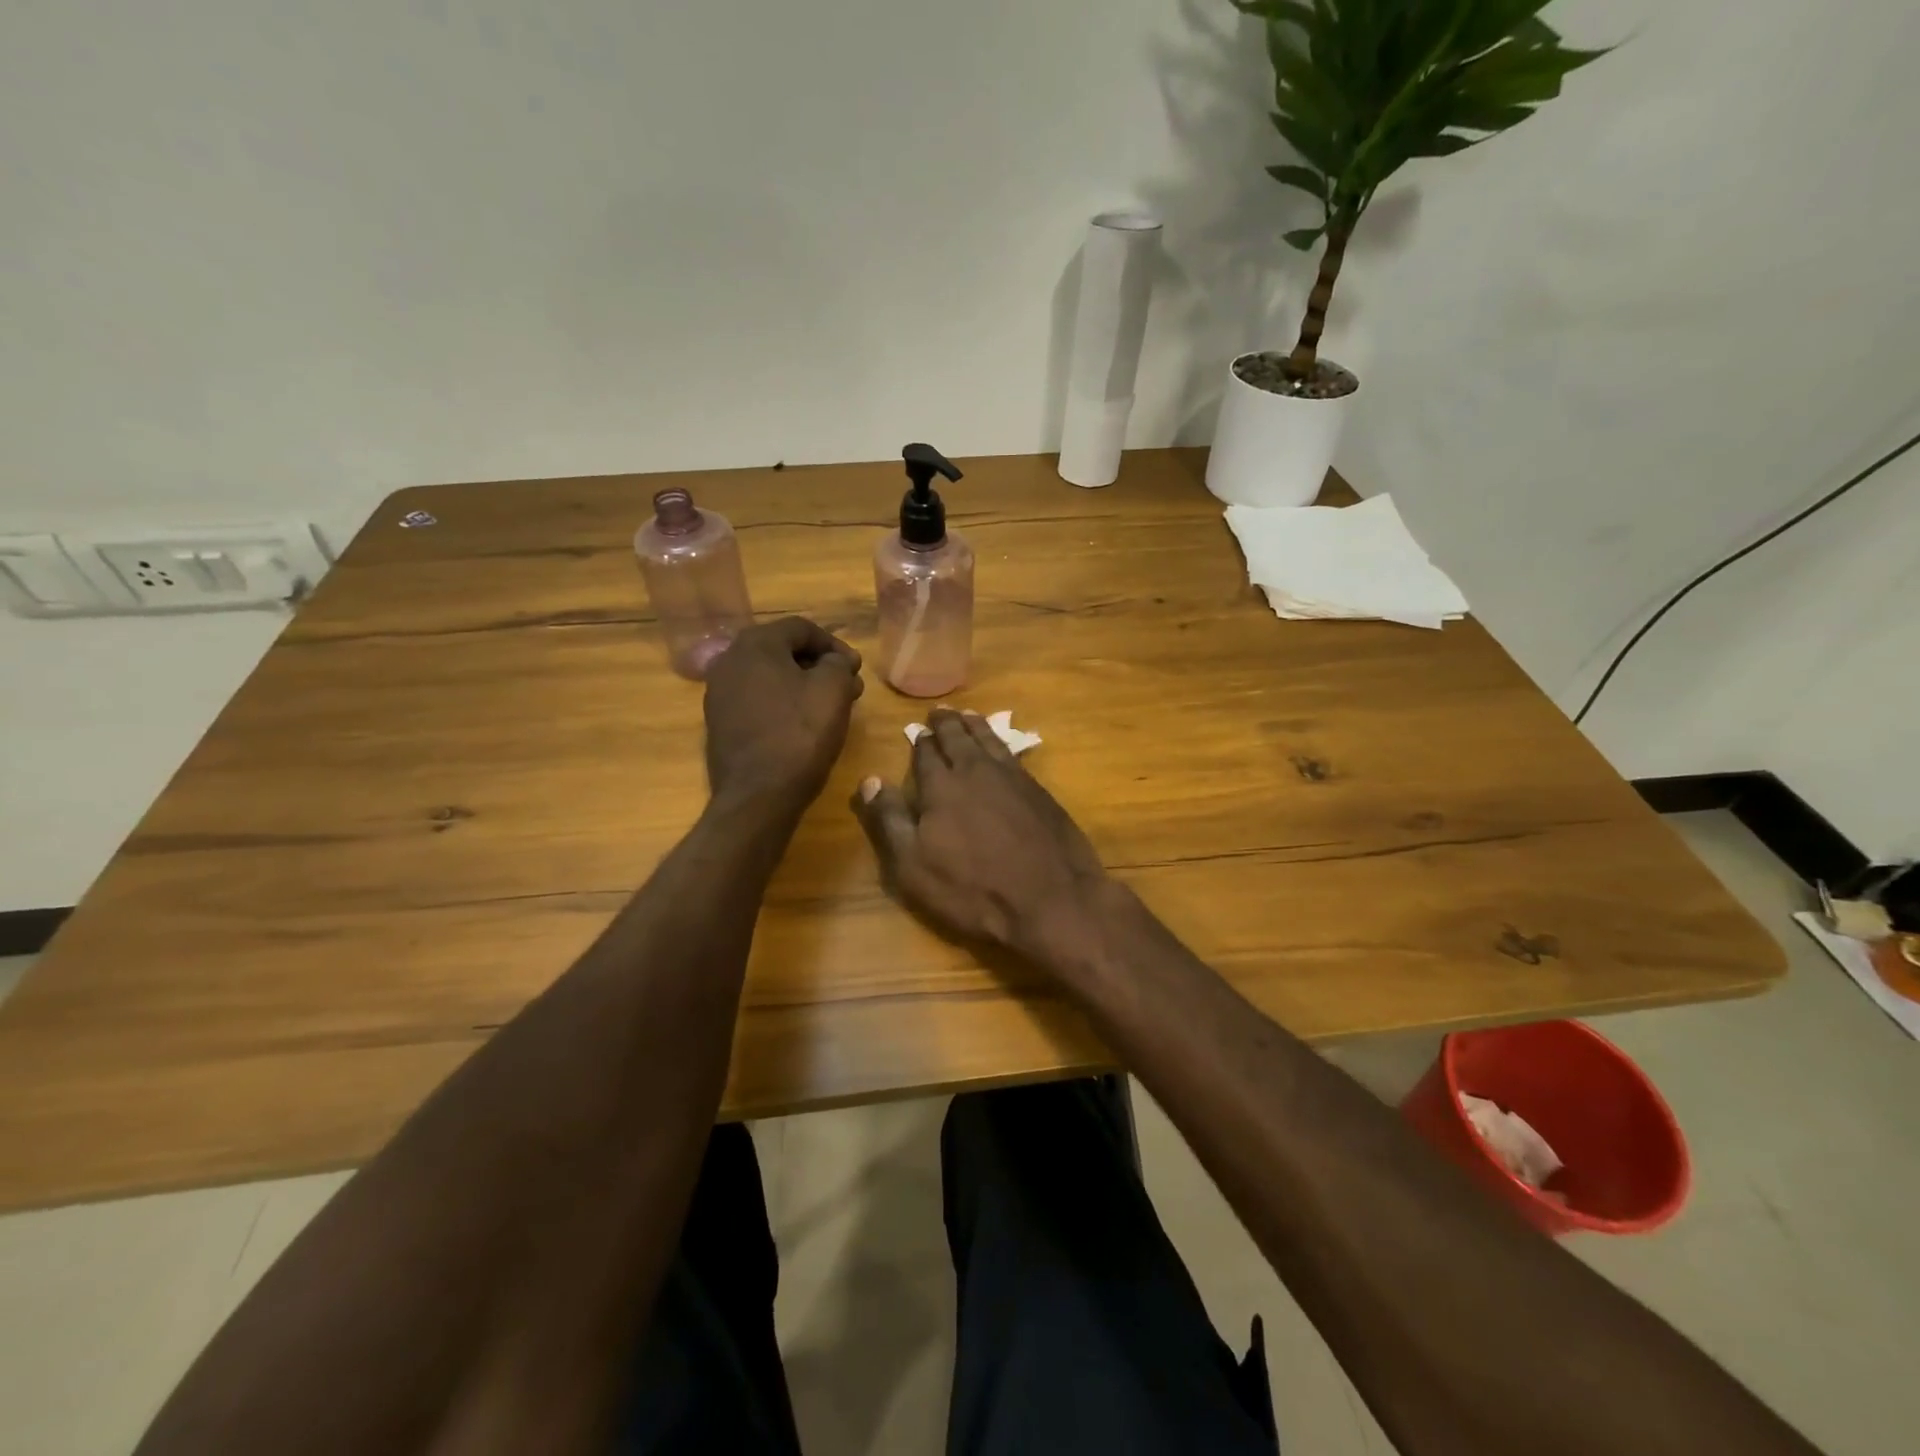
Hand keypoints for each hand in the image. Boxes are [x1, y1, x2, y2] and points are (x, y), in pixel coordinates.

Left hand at [704, 618, 862, 813]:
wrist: (757, 796)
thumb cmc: (799, 735)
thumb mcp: (833, 690)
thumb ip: (838, 664)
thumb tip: (837, 661)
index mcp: (755, 644)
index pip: (802, 628)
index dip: (835, 645)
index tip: (856, 669)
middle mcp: (729, 660)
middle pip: (783, 650)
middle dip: (819, 665)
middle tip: (848, 686)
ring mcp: (719, 693)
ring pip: (770, 676)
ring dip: (802, 684)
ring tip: (830, 706)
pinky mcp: (720, 722)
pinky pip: (757, 700)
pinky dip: (783, 703)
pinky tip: (803, 723)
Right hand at [852, 708, 1112, 964]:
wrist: (1051, 900)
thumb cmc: (972, 890)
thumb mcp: (914, 865)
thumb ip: (890, 819)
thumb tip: (870, 780)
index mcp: (942, 787)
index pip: (926, 754)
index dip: (920, 742)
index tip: (916, 731)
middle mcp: (976, 771)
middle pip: (959, 738)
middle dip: (946, 724)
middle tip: (939, 711)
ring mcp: (1013, 778)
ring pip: (989, 740)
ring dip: (975, 726)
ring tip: (968, 715)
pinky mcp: (1040, 791)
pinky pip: (1013, 754)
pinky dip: (1001, 742)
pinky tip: (1001, 747)